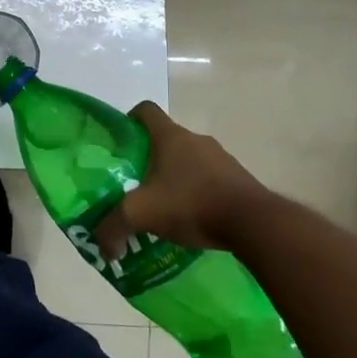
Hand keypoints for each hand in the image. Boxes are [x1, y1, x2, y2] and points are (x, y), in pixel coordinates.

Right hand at [95, 102, 271, 256]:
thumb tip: (102, 247)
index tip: (120, 143)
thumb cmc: (191, 203)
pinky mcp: (239, 179)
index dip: (129, 121)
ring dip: (175, 177)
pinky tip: (191, 218)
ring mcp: (221, 158)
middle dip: (149, 159)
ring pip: (189, 160)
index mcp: (170, 136)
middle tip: (135, 184)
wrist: (254, 222)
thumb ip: (114, 227)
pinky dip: (198, 192)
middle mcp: (196, 139)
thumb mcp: (142, 214)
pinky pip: (210, 179)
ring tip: (163, 206)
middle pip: (166, 139)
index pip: (145, 110)